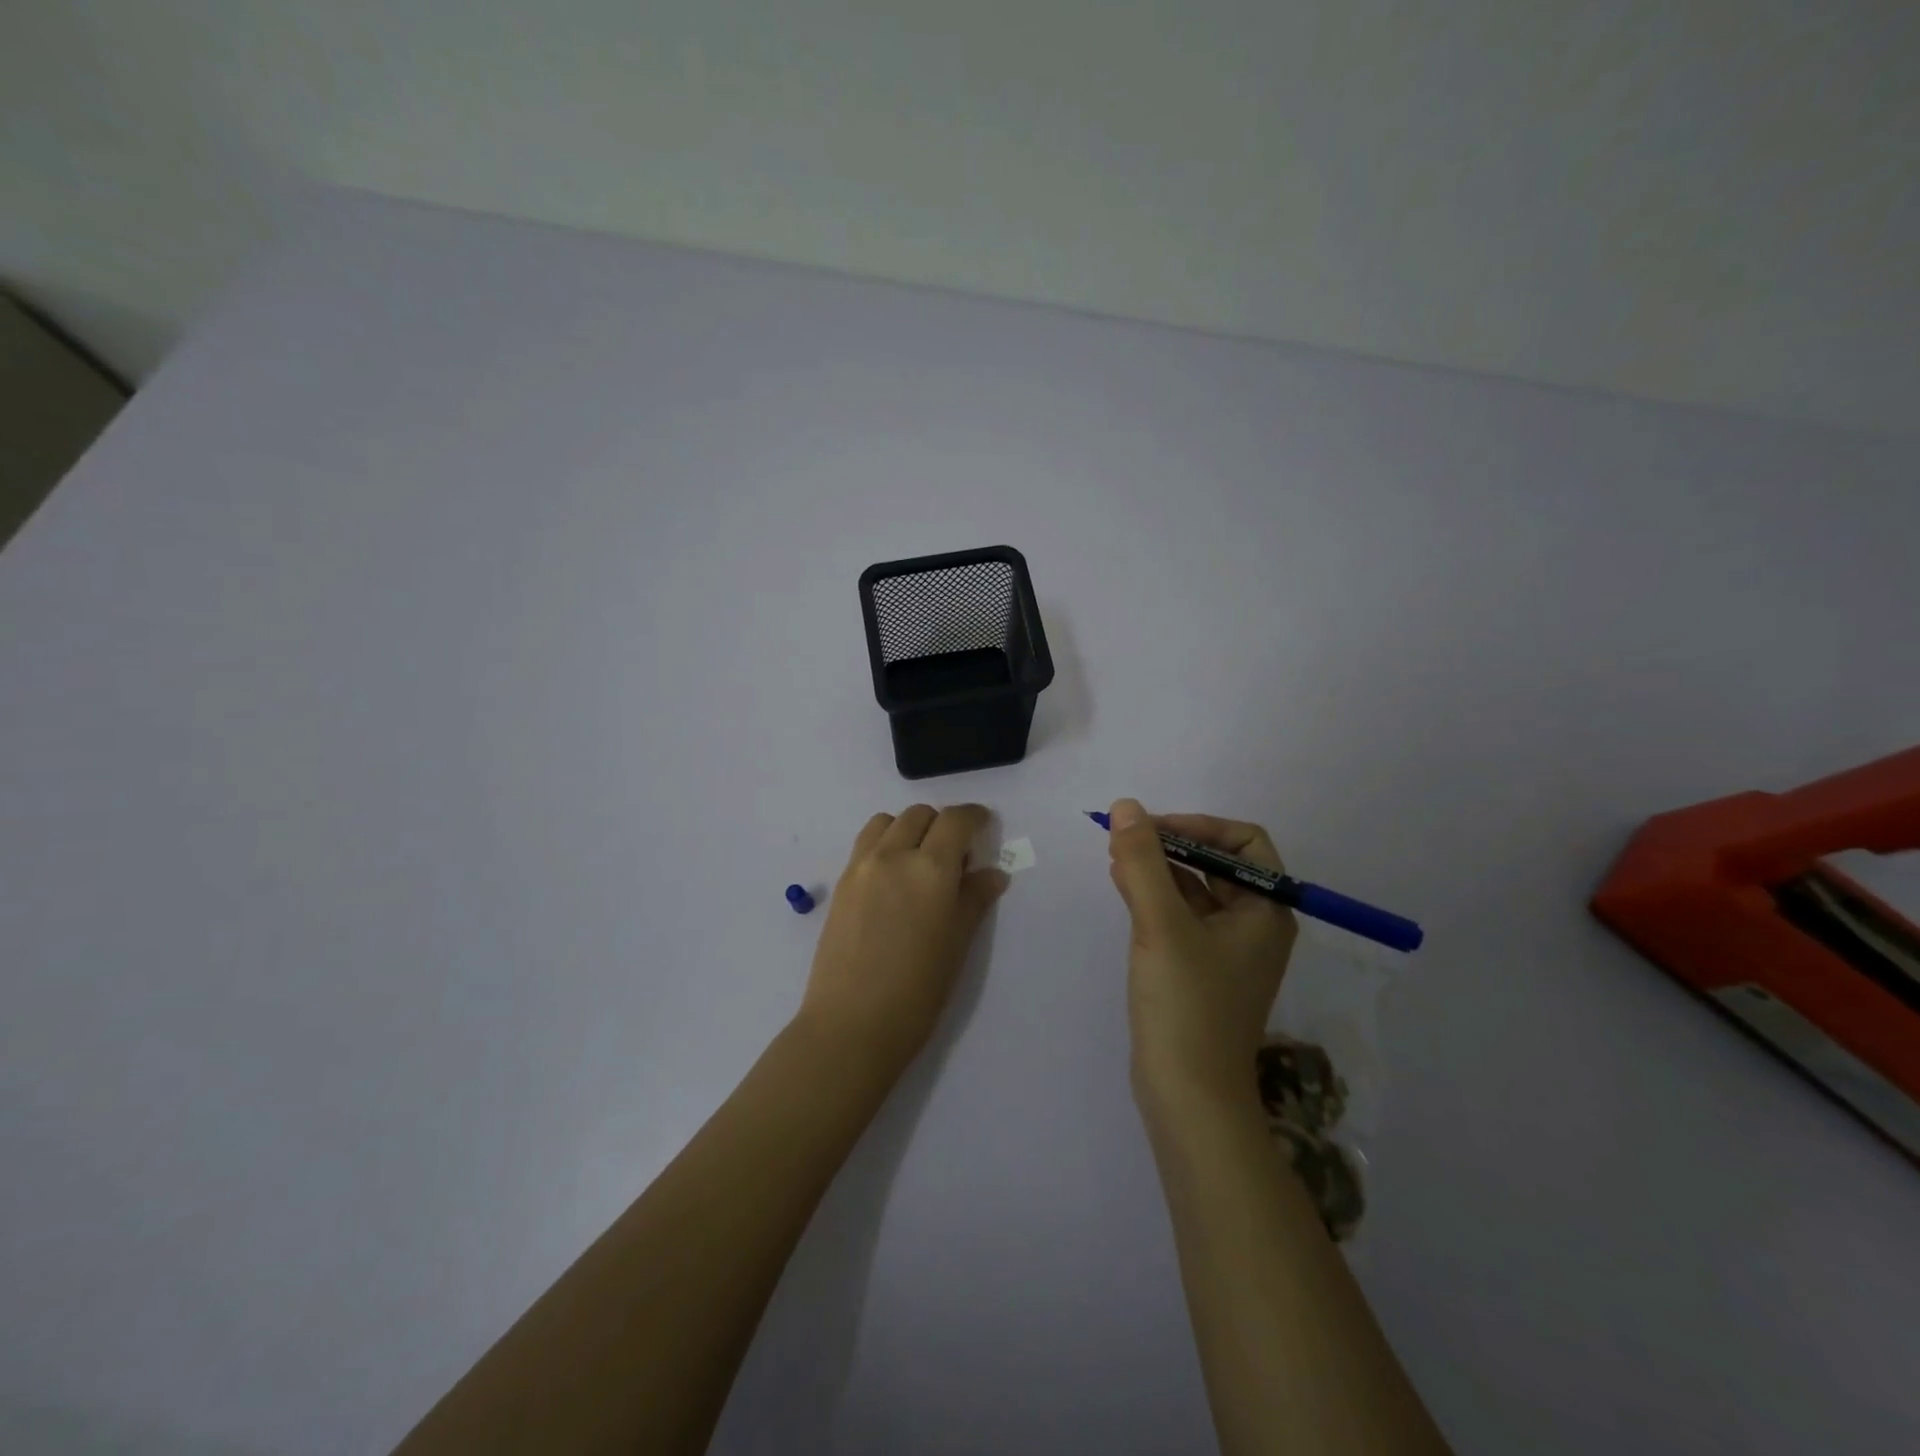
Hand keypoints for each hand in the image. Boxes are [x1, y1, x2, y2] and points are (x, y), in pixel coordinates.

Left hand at [798, 804, 1008, 1077]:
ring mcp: (861, 866)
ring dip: (909, 828)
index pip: (956, 820)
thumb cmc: (917, 991)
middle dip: (942, 824)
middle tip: (954, 856)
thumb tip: (992, 874)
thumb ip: (974, 899)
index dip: (974, 817)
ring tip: (919, 861)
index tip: (984, 825)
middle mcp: (893, 855)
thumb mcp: (958, 944)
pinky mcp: (841, 883)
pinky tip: (893, 878)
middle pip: (919, 814)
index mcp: (930, 868)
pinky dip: (884, 844)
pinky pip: (866, 844)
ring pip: (887, 821)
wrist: (851, 1025)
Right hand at [1104, 798, 1297, 1118]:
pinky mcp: (1200, 970)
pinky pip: (1181, 917)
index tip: (1151, 829)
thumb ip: (1143, 862)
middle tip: (1125, 838)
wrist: (1189, 1098)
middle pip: (1217, 864)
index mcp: (1266, 911)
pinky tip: (1123, 888)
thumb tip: (1126, 806)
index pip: (1243, 843)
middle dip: (1172, 844)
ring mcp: (1227, 951)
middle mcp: (1254, 926)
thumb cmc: (1186, 1005)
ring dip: (1159, 868)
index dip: (1197, 825)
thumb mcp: (1161, 925)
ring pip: (1195, 890)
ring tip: (1117, 858)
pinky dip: (1155, 897)